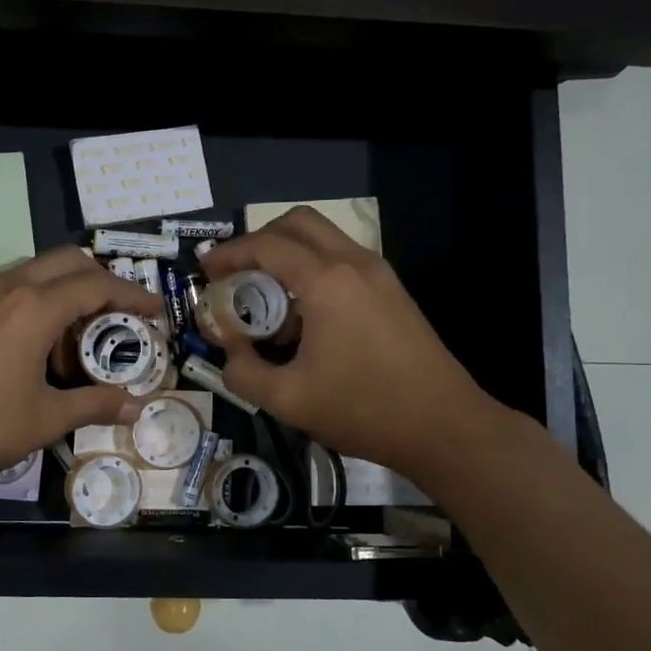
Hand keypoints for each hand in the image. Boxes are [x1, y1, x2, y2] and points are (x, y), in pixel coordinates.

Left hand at [0, 247, 162, 497]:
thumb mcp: (45, 418)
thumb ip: (94, 404)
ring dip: (57, 291)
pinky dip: (22, 302)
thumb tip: (134, 406)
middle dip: (98, 278)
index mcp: (34, 307)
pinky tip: (19, 343)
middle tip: (115, 312)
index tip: (154, 307)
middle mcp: (4, 287)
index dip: (131, 293)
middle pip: (64, 260)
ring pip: (27, 272)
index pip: (97, 285)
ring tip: (66, 336)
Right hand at [201, 208, 498, 480]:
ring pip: (323, 239)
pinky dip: (312, 271)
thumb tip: (230, 352)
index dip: (229, 253)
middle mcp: (354, 263)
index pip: (266, 245)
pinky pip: (342, 261)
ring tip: (267, 301)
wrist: (445, 427)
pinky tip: (304, 318)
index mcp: (326, 282)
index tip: (205, 272)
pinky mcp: (393, 291)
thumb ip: (244, 373)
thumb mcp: (288, 400)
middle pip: (298, 222)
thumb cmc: (364, 410)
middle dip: (259, 241)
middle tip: (236, 274)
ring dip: (288, 255)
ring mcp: (379, 274)